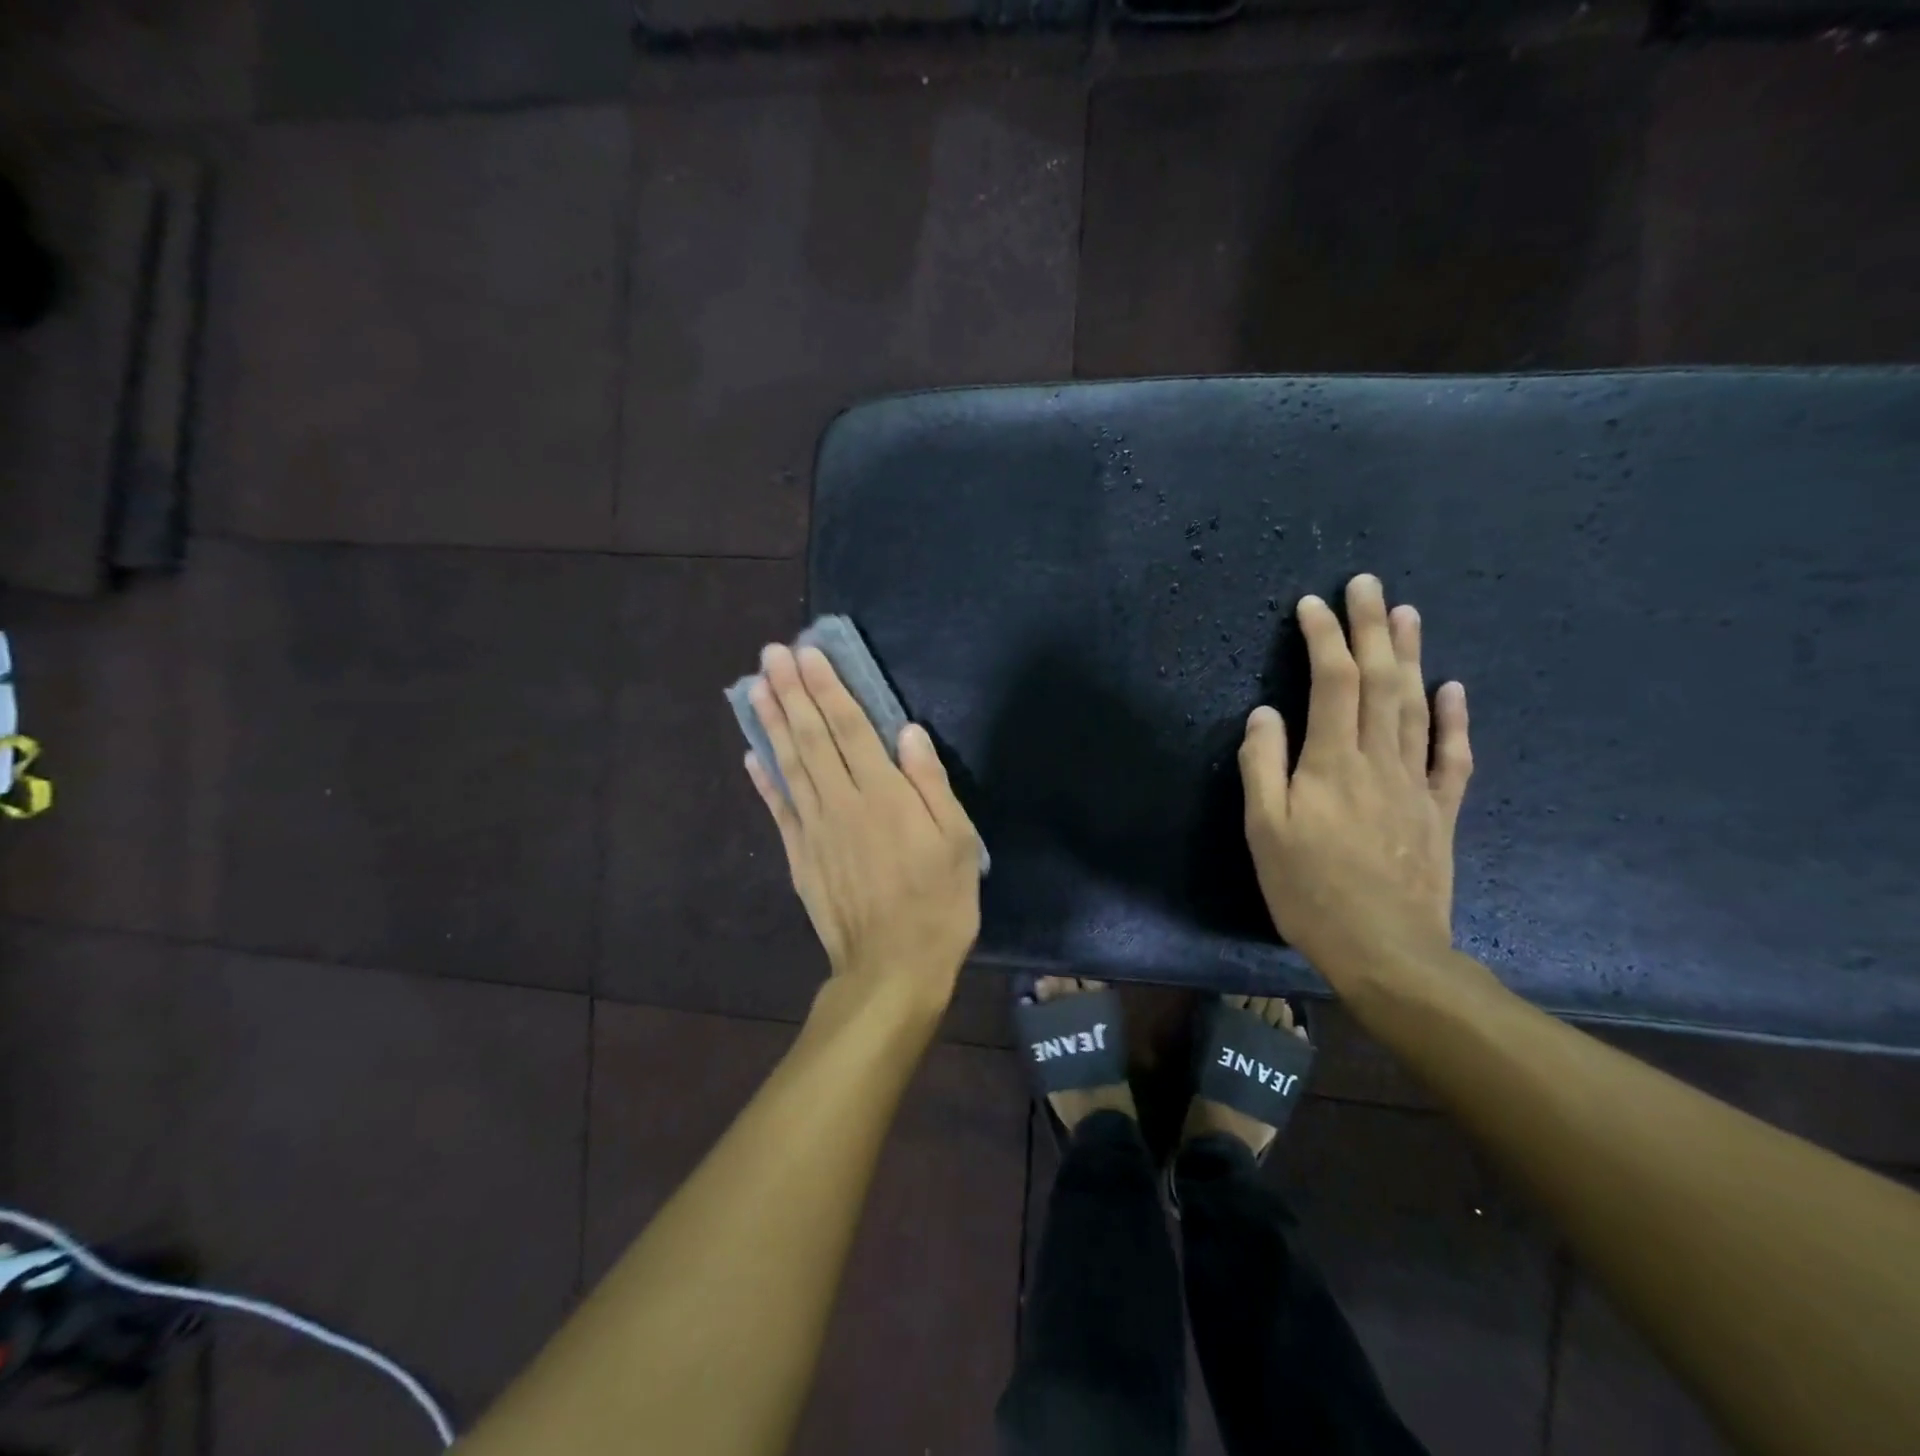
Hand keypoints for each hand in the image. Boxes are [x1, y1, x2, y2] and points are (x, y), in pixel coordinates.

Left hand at [745, 644, 982, 1007]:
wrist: (892, 967)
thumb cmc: (938, 902)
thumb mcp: (956, 840)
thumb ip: (930, 782)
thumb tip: (907, 732)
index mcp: (884, 794)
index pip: (850, 728)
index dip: (828, 689)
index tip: (807, 654)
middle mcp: (842, 802)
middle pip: (811, 738)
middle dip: (792, 692)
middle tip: (771, 655)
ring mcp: (815, 830)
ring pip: (789, 765)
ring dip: (772, 723)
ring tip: (757, 687)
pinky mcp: (800, 857)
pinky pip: (778, 810)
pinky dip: (764, 780)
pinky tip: (751, 755)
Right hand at [1238, 574, 1472, 980]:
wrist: (1386, 950)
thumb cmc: (1310, 891)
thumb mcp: (1264, 831)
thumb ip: (1262, 767)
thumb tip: (1264, 714)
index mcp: (1332, 764)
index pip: (1331, 683)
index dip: (1323, 638)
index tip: (1311, 604)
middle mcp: (1380, 761)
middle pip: (1381, 681)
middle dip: (1371, 628)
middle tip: (1368, 584)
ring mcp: (1416, 784)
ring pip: (1417, 706)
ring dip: (1411, 656)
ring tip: (1407, 613)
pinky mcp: (1439, 811)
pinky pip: (1452, 756)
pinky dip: (1454, 717)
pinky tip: (1454, 688)